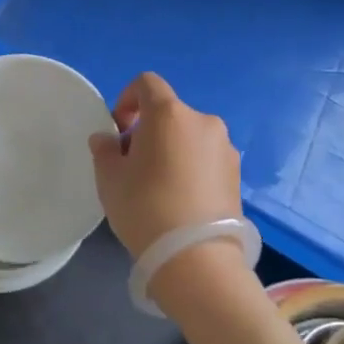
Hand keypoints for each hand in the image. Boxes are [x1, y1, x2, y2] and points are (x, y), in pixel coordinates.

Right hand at [87, 73, 242, 259]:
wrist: (197, 260)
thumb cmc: (146, 208)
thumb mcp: (110, 178)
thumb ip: (105, 149)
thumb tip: (107, 139)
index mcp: (169, 113)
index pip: (146, 83)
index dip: (127, 99)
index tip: (119, 129)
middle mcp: (203, 121)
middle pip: (169, 112)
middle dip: (149, 130)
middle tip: (135, 164)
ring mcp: (225, 148)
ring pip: (189, 136)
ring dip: (173, 148)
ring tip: (160, 185)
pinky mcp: (238, 175)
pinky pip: (206, 158)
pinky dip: (192, 167)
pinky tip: (182, 199)